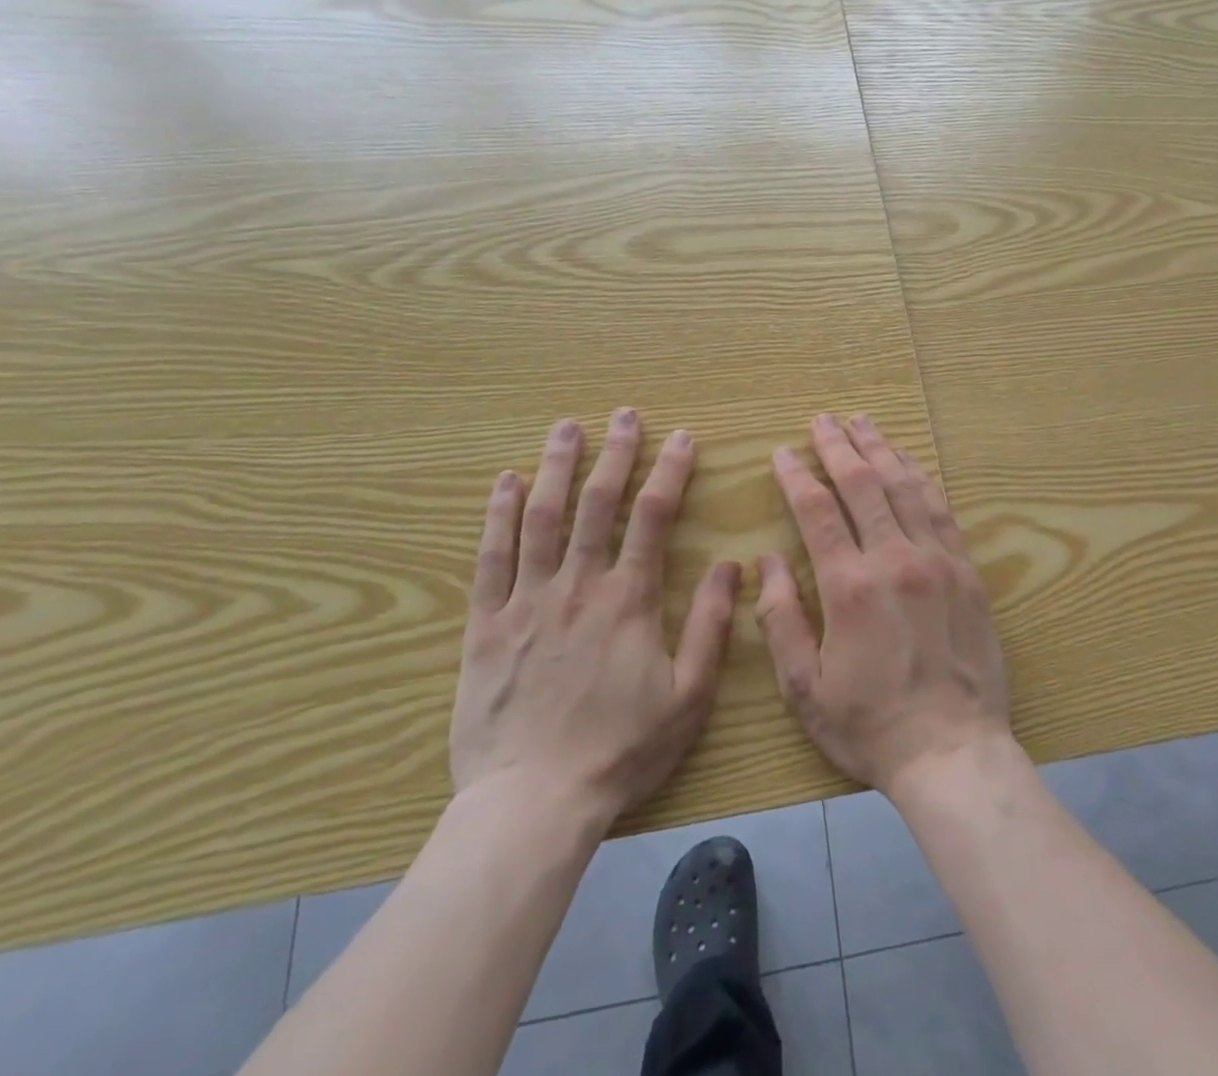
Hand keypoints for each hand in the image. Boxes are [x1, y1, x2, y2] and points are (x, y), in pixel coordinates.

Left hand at [450, 410, 738, 823]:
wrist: (532, 803)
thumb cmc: (619, 751)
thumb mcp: (687, 696)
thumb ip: (710, 626)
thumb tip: (731, 566)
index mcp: (629, 600)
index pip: (654, 517)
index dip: (670, 472)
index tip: (682, 438)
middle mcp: (578, 586)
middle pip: (598, 503)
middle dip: (615, 453)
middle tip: (623, 414)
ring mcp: (527, 601)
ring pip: (542, 518)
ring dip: (557, 467)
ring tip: (566, 427)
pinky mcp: (486, 624)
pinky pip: (491, 558)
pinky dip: (499, 515)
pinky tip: (507, 481)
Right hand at [754, 413, 1011, 795]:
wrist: (953, 753)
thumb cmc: (870, 726)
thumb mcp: (804, 687)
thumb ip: (781, 618)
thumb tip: (768, 560)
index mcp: (849, 586)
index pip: (817, 510)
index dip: (797, 475)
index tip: (783, 452)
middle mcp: (895, 560)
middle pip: (863, 484)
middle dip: (838, 446)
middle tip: (822, 420)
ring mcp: (938, 562)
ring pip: (905, 487)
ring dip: (881, 450)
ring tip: (863, 423)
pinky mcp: (967, 572)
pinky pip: (941, 511)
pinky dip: (922, 480)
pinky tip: (910, 464)